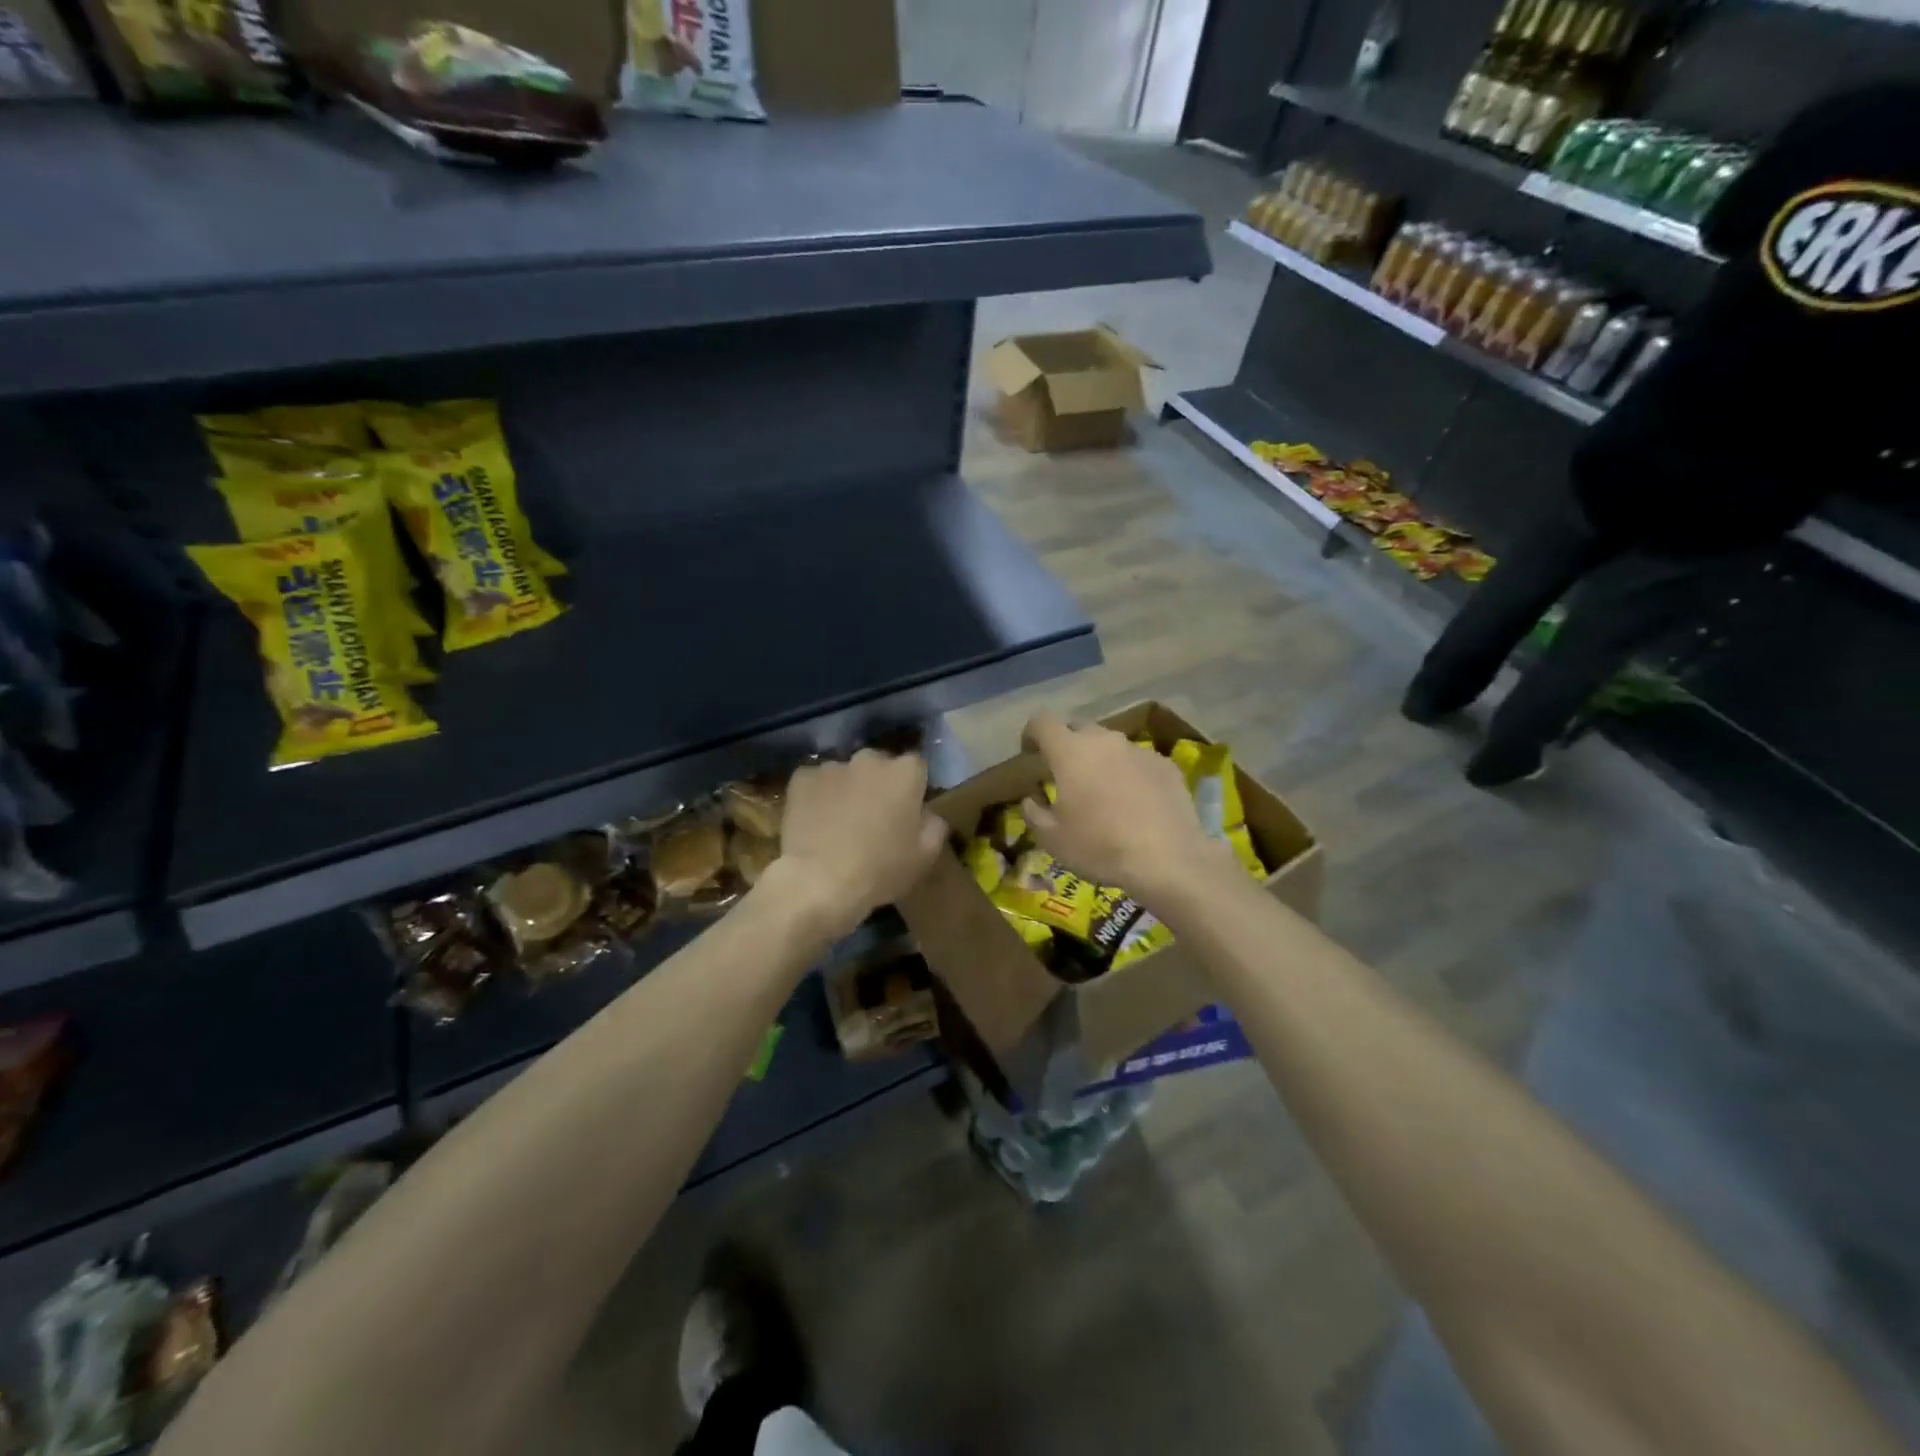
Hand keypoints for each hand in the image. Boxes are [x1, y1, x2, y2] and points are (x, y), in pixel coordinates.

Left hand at [768, 749, 946, 937]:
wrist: (819, 881)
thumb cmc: (880, 869)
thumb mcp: (925, 856)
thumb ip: (935, 826)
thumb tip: (929, 814)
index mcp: (905, 773)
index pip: (917, 767)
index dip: (913, 788)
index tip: (908, 811)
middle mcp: (870, 759)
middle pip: (879, 765)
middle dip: (879, 784)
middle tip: (874, 816)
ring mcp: (833, 766)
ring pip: (846, 773)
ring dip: (847, 789)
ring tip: (839, 822)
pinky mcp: (802, 778)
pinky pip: (814, 782)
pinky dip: (817, 796)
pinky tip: (814, 821)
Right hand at [1020, 714, 1225, 903]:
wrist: (1167, 859)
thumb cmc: (1099, 847)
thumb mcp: (1052, 839)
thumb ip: (1034, 812)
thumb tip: (1032, 798)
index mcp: (1070, 752)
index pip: (1042, 723)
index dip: (1031, 734)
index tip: (1029, 753)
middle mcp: (1105, 741)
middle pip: (1079, 728)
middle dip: (1067, 745)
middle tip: (1066, 775)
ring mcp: (1139, 750)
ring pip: (1111, 745)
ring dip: (1100, 760)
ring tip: (1103, 792)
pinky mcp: (1166, 765)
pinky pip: (1138, 761)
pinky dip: (1129, 774)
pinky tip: (1135, 803)